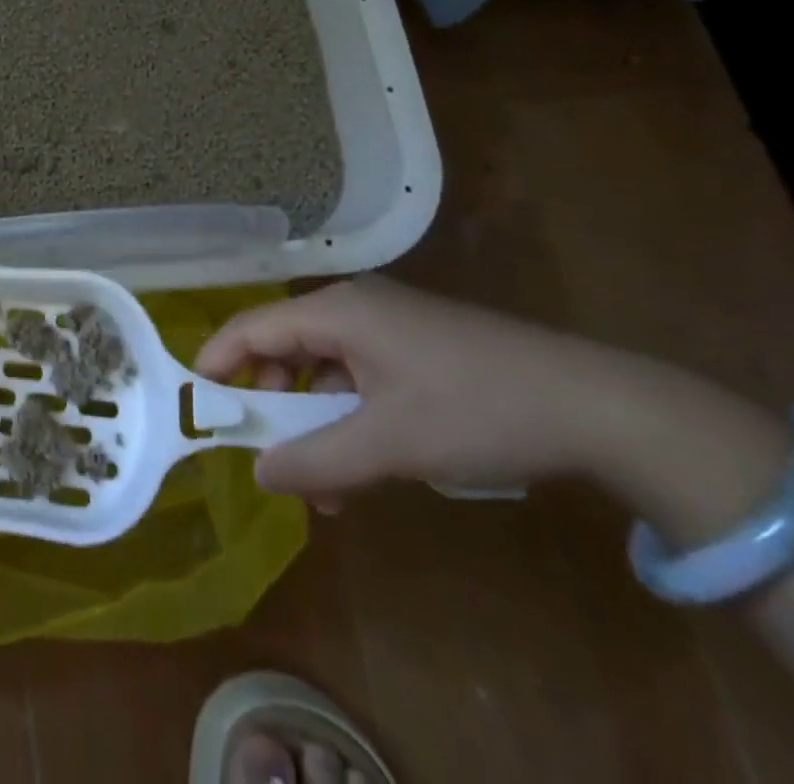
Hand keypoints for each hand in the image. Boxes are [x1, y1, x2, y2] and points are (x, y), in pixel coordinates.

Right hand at [194, 274, 641, 506]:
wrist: (598, 405)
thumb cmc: (476, 411)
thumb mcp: (390, 444)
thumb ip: (315, 460)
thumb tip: (258, 473)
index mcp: (335, 311)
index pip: (251, 328)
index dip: (218, 364)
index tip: (196, 405)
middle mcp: (352, 307)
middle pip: (284, 347)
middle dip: (273, 406)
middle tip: (273, 461)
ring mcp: (387, 323)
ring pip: (322, 366)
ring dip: (314, 421)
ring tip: (327, 486)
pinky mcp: (415, 344)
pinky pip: (357, 374)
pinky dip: (348, 415)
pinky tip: (366, 461)